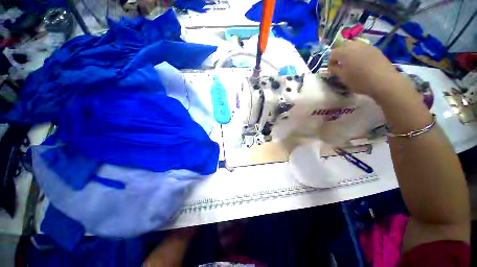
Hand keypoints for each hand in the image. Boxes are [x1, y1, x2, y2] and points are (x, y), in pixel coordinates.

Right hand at [328, 40, 406, 99]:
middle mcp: (354, 45)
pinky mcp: (375, 49)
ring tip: (351, 62)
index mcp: (344, 53)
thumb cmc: (359, 80)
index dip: (330, 61)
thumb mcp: (342, 78)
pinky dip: (358, 53)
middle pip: (343, 45)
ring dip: (349, 52)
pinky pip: (362, 48)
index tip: (332, 69)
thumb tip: (332, 67)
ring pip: (353, 44)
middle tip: (340, 64)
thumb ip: (335, 70)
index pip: (332, 53)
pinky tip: (361, 62)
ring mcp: (366, 46)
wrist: (383, 80)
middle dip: (339, 54)